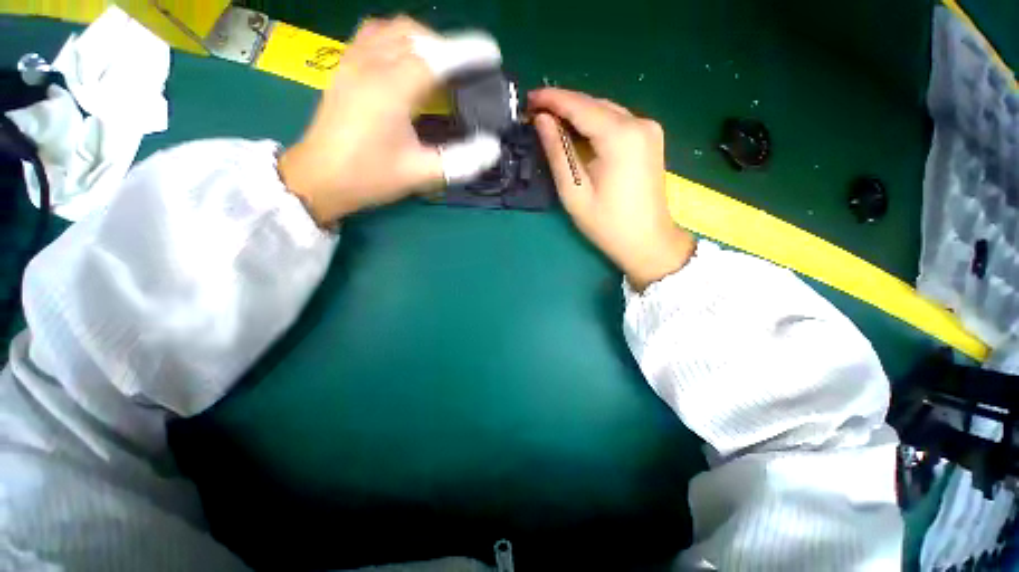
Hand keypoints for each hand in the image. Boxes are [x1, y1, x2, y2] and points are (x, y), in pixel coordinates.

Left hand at [279, 17, 502, 225]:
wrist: (320, 178)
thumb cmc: (369, 177)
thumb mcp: (420, 173)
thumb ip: (460, 161)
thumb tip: (492, 149)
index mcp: (391, 90)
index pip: (436, 58)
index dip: (467, 52)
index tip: (492, 53)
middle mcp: (370, 65)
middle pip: (415, 37)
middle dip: (447, 48)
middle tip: (466, 73)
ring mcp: (352, 63)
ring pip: (392, 31)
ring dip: (422, 41)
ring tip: (439, 65)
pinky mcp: (344, 69)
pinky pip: (373, 36)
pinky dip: (397, 40)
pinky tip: (405, 61)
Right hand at [529, 88, 694, 290]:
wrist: (648, 242)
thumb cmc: (607, 224)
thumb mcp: (575, 192)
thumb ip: (558, 152)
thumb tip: (542, 121)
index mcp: (620, 137)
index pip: (580, 106)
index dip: (552, 99)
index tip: (528, 99)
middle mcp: (639, 123)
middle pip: (594, 104)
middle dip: (563, 106)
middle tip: (535, 113)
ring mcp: (648, 129)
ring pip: (605, 111)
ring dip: (577, 114)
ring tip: (551, 122)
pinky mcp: (650, 138)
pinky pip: (616, 121)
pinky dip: (594, 124)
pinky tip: (577, 133)